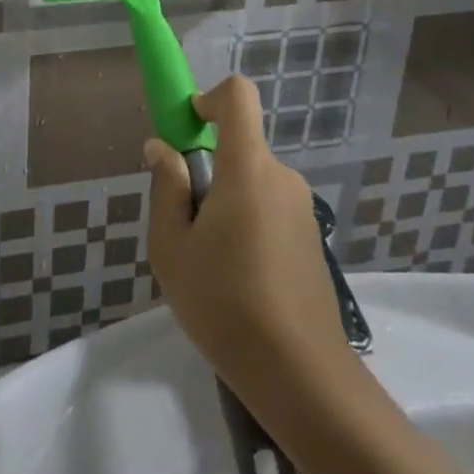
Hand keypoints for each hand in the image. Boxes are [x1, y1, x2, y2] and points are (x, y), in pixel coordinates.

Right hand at [145, 77, 351, 399]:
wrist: (302, 377)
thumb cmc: (225, 304)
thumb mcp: (172, 247)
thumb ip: (166, 187)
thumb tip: (162, 148)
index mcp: (248, 167)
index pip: (238, 96)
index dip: (209, 98)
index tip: (187, 131)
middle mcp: (281, 176)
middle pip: (239, 147)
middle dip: (207, 171)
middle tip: (186, 227)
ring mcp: (302, 208)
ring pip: (252, 182)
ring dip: (226, 203)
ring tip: (210, 264)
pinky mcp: (311, 238)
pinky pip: (268, 208)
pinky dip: (247, 225)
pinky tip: (238, 281)